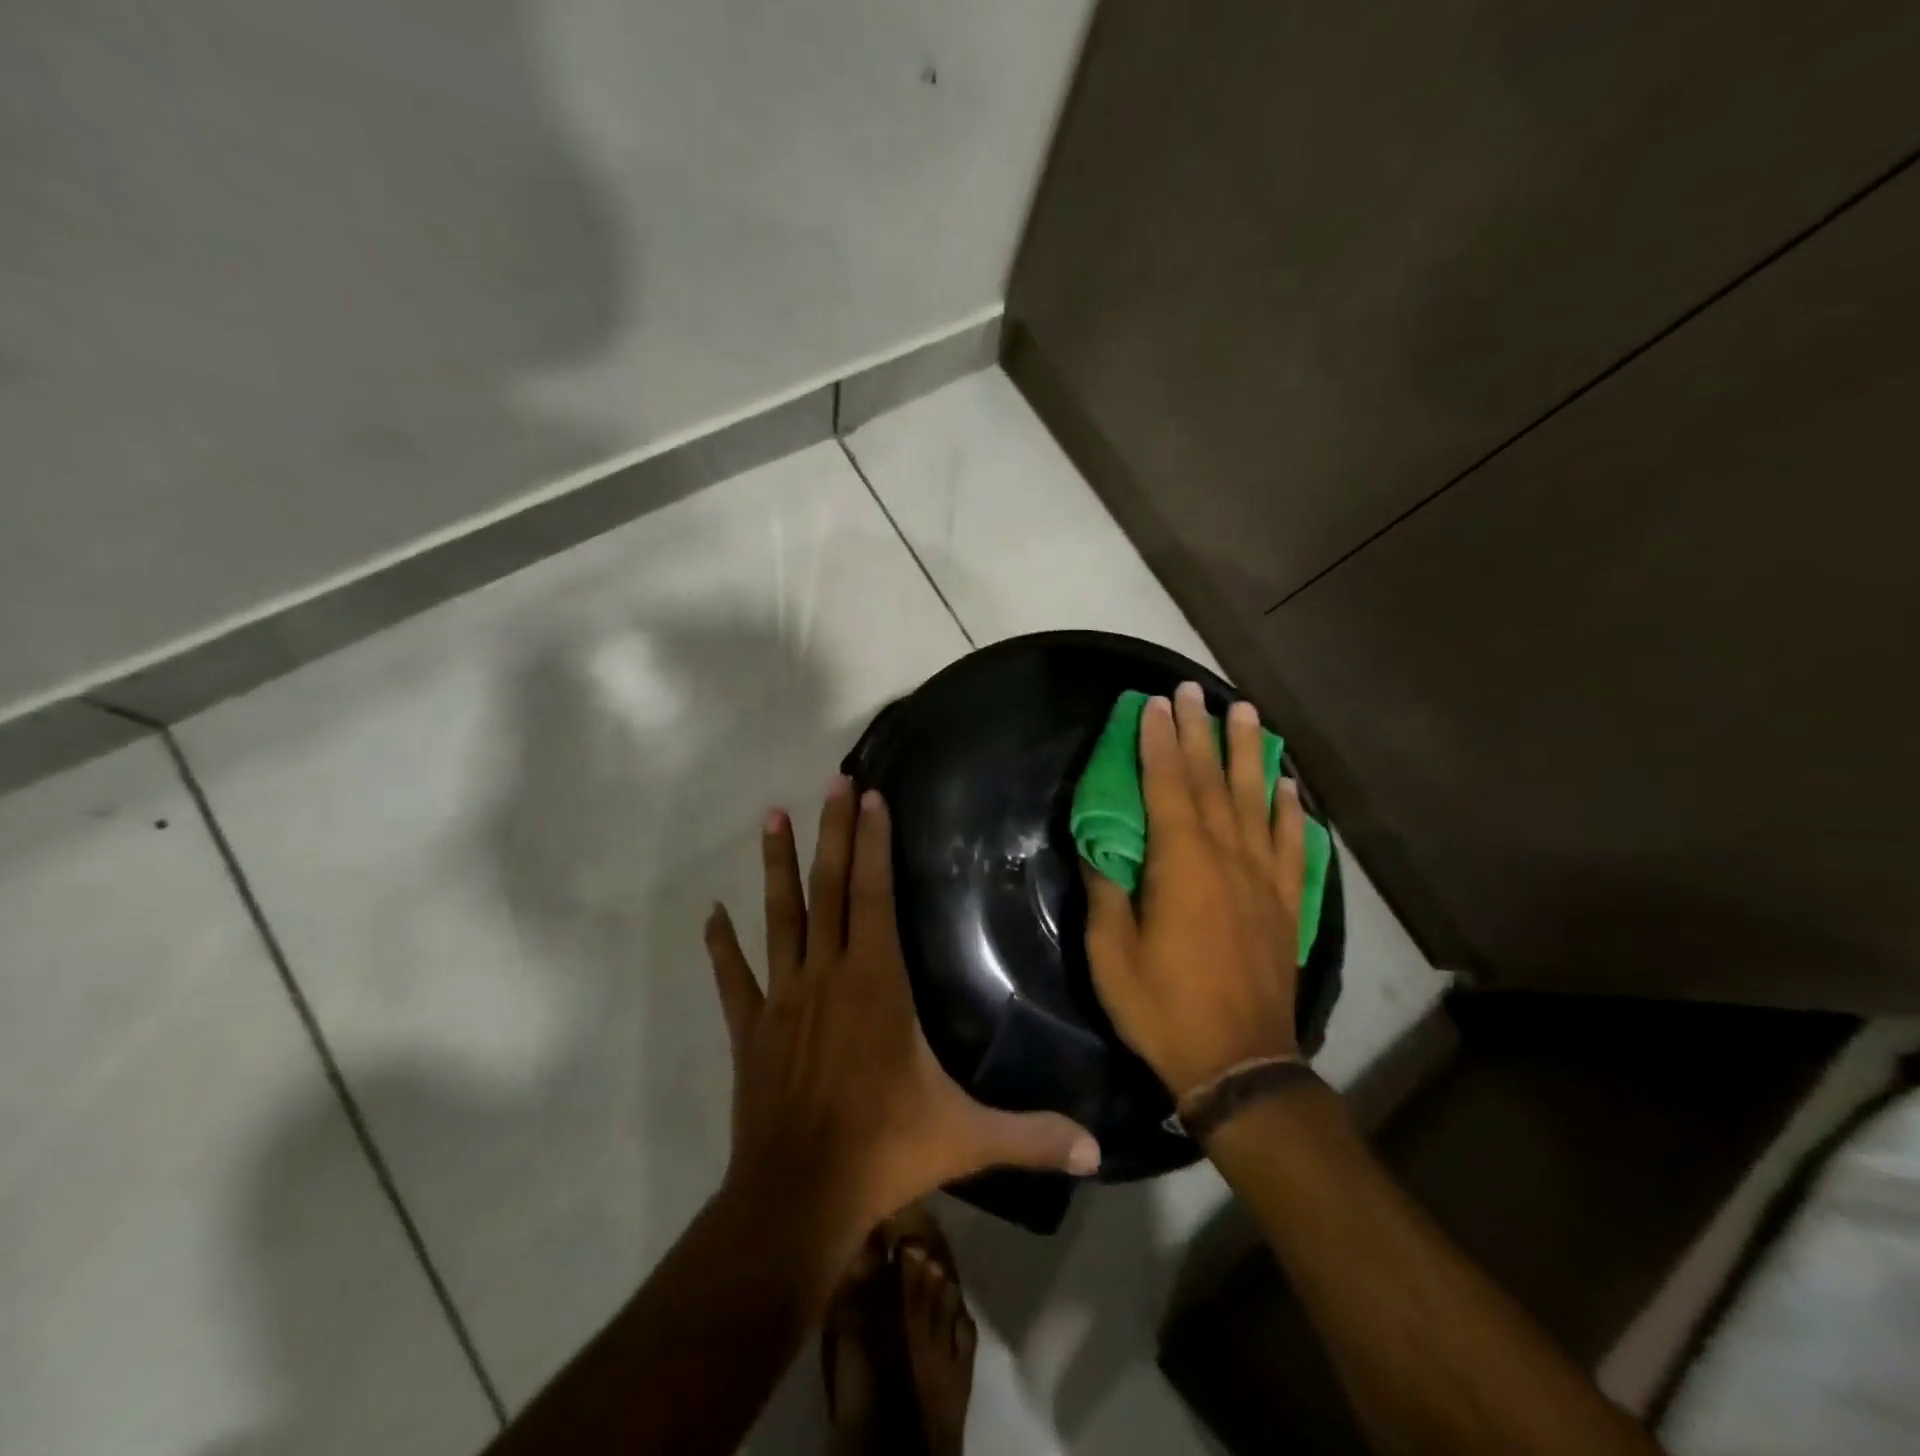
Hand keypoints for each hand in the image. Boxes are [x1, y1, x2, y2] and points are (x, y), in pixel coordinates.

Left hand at [705, 776, 1100, 1244]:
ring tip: (770, 817)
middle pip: (830, 888)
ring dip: (775, 866)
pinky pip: (735, 978)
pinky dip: (722, 946)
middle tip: (832, 782)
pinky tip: (711, 914)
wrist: (796, 1199)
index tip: (870, 796)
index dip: (874, 843)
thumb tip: (1099, 1149)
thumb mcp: (967, 1139)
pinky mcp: (751, 1029)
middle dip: (834, 833)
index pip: (875, 895)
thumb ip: (1032, 1135)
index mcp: (876, 984)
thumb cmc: (884, 1151)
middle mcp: (828, 975)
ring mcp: (784, 999)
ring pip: (780, 918)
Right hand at [1084, 683, 1305, 1099]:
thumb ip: (1105, 892)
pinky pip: (1292, 844)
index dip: (1159, 742)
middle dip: (1200, 732)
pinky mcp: (1285, 903)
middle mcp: (1227, 858)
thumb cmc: (1163, 1007)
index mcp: (1181, 864)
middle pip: (1212, 781)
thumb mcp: (1111, 954)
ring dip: (1249, 754)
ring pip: (1256, 801)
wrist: (1240, 1064)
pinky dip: (1291, 810)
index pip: (1167, 786)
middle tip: (1194, 690)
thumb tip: (1096, 847)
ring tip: (1246, 714)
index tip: (1154, 704)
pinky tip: (1289, 786)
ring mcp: (1263, 879)